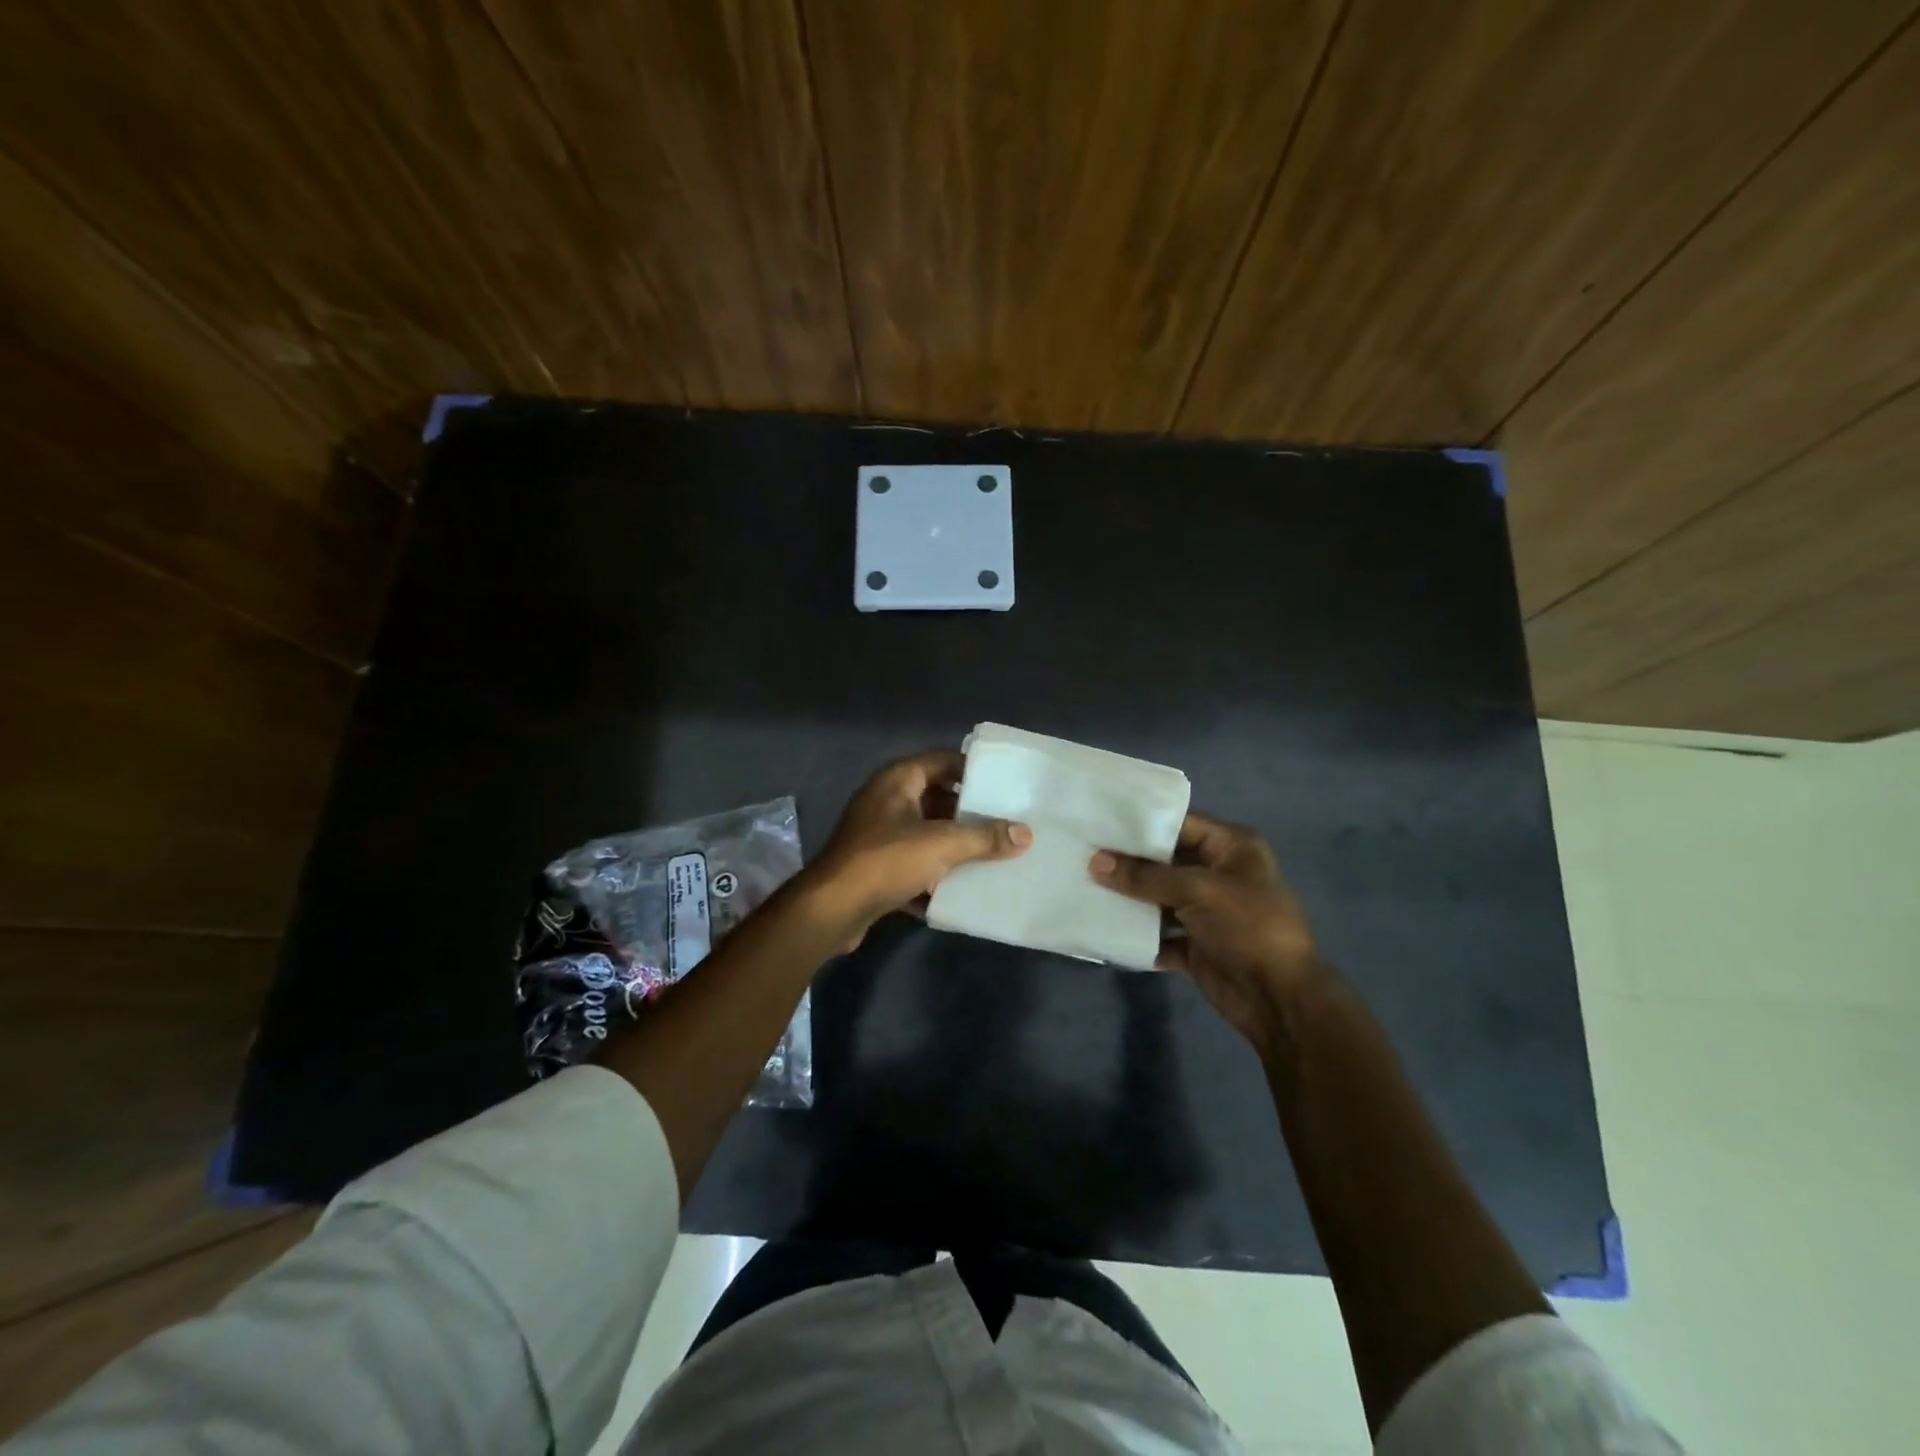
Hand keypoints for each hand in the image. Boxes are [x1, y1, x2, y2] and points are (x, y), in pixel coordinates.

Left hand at [803, 750, 1030, 946]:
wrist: (832, 909)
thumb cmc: (886, 860)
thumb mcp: (942, 844)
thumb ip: (985, 837)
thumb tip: (1025, 834)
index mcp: (897, 780)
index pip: (942, 760)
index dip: (973, 770)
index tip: (1004, 785)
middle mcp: (886, 800)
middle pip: (936, 798)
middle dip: (969, 813)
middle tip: (1006, 822)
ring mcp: (878, 835)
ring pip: (926, 833)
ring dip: (954, 845)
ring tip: (993, 854)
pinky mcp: (875, 867)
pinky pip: (914, 863)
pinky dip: (935, 873)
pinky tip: (962, 888)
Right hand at [1090, 814, 1323, 1047]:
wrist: (1278, 998)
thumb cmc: (1246, 927)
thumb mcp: (1197, 890)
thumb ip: (1144, 876)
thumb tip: (1095, 862)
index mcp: (1232, 848)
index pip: (1180, 824)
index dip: (1142, 825)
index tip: (1100, 823)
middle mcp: (1220, 874)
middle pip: (1166, 862)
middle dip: (1129, 863)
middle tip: (1084, 855)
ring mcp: (1208, 912)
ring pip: (1160, 898)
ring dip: (1130, 899)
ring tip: (1085, 888)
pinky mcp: (1197, 944)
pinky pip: (1160, 933)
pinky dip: (1139, 934)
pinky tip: (1106, 928)